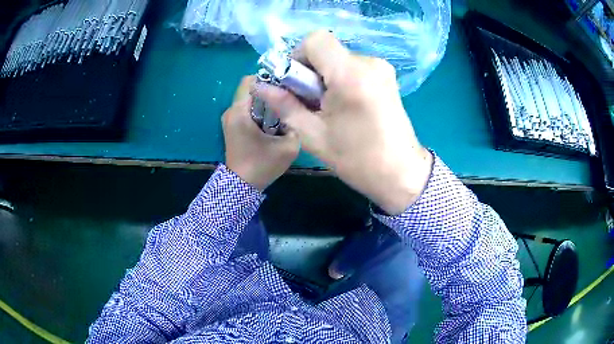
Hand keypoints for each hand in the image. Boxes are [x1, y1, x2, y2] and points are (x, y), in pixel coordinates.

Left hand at [223, 76, 299, 190]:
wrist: (241, 186)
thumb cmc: (261, 165)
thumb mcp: (288, 147)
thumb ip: (295, 125)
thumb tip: (298, 110)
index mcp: (239, 111)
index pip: (250, 80)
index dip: (269, 78)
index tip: (286, 86)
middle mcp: (231, 111)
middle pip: (251, 89)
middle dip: (270, 90)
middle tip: (288, 97)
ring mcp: (230, 119)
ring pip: (250, 99)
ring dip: (265, 100)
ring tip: (283, 108)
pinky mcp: (233, 126)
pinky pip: (247, 109)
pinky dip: (260, 110)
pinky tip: (273, 120)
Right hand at [253, 31, 432, 214]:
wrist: (401, 173)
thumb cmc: (357, 160)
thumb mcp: (312, 135)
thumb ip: (284, 105)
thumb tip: (260, 86)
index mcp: (350, 75)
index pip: (316, 39)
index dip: (298, 56)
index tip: (296, 83)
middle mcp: (369, 63)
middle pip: (327, 49)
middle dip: (311, 70)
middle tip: (311, 101)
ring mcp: (382, 68)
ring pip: (339, 58)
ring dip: (326, 76)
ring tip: (330, 107)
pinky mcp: (387, 76)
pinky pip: (354, 66)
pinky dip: (341, 79)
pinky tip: (345, 105)